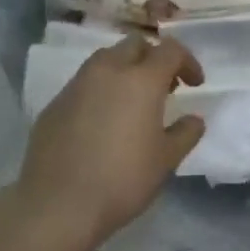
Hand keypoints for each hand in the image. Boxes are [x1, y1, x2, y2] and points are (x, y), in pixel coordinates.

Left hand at [15, 34, 205, 249]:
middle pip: (135, 45)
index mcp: (141, 80)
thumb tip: (194, 119)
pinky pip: (84, 83)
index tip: (194, 84)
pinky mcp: (55, 103)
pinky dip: (100, 90)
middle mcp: (108, 71)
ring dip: (125, 70)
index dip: (187, 62)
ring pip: (106, 59)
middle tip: (163, 87)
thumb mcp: (166, 161)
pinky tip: (102, 121)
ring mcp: (77, 84)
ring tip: (132, 101)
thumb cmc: (121, 180)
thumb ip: (185, 133)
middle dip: (153, 58)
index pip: (170, 50)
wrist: (56, 206)